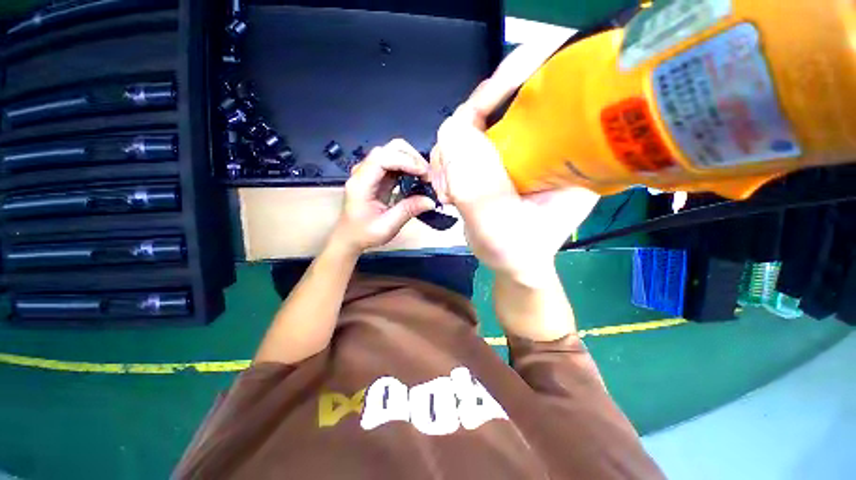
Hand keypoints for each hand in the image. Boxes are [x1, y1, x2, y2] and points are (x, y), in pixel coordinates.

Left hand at [329, 139, 435, 254]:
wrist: (349, 237)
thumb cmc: (364, 234)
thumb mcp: (387, 227)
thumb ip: (408, 210)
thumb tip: (431, 200)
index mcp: (361, 184)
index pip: (382, 158)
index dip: (405, 161)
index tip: (424, 174)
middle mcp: (363, 171)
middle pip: (389, 149)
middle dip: (412, 158)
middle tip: (427, 176)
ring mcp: (370, 171)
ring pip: (393, 152)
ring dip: (412, 161)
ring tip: (425, 178)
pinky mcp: (377, 175)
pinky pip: (395, 163)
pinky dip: (409, 167)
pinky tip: (417, 179)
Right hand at [430, 81, 598, 283]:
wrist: (512, 264)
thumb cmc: (518, 253)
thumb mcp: (498, 227)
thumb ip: (476, 187)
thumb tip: (450, 133)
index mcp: (564, 156)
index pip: (539, 103)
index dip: (512, 87)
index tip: (490, 88)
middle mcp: (541, 146)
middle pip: (497, 111)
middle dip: (465, 135)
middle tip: (450, 171)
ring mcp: (515, 153)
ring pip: (472, 130)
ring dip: (451, 156)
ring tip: (448, 191)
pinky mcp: (495, 163)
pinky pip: (463, 148)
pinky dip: (448, 164)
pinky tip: (448, 189)